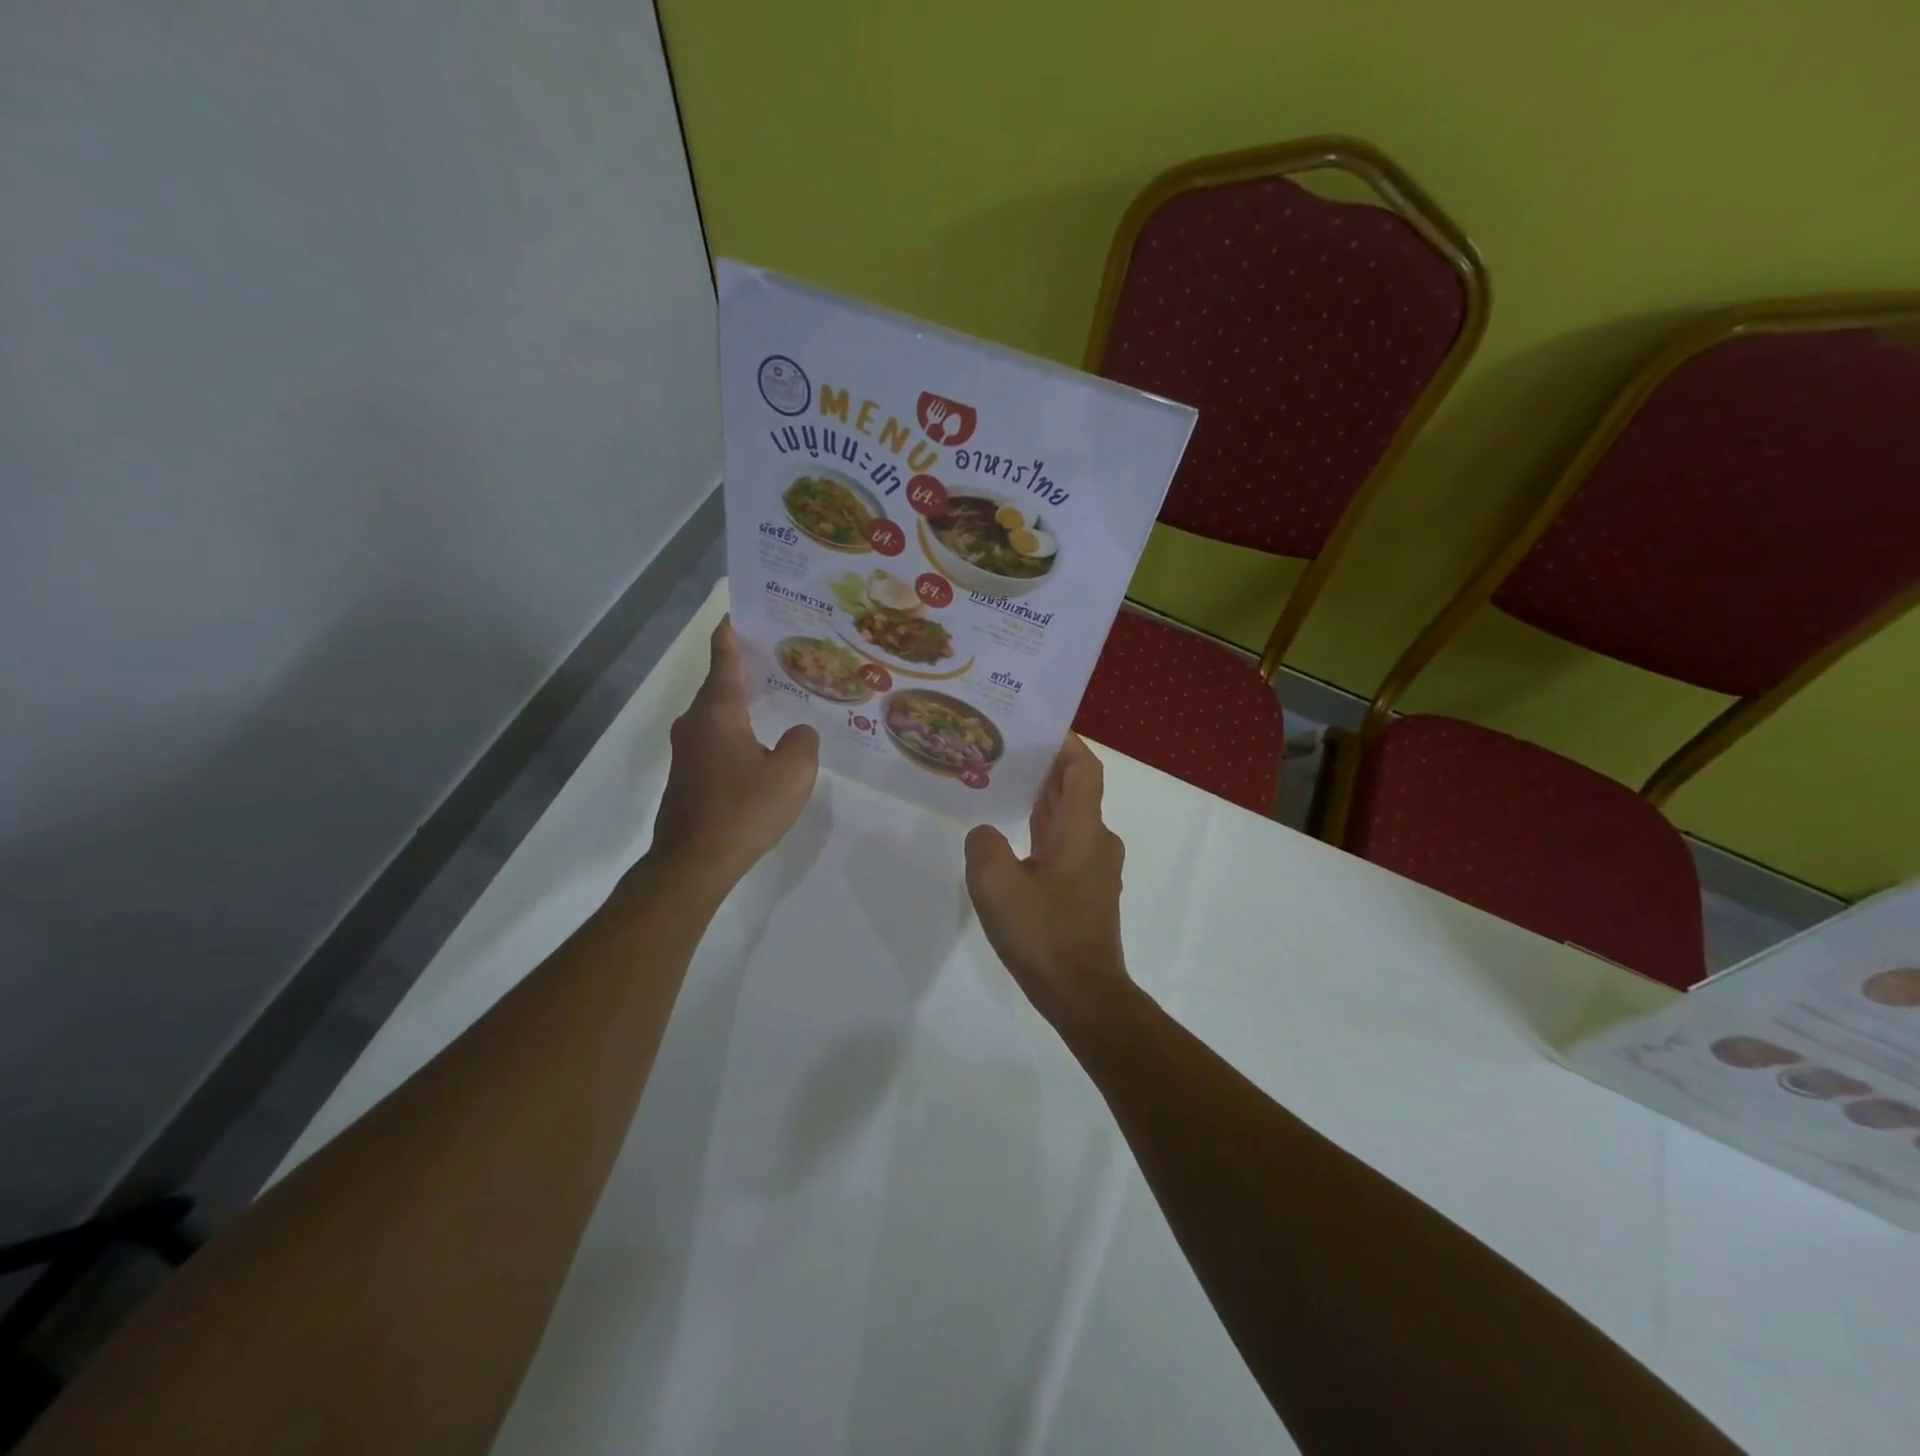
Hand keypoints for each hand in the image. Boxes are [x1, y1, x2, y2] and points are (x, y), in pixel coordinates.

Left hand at [649, 619, 818, 892]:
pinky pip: (716, 737)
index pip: (724, 657)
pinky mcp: (688, 774)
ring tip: (778, 697)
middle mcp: (696, 722)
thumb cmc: (744, 810)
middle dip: (747, 667)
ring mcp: (687, 749)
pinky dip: (738, 729)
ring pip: (718, 713)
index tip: (740, 610)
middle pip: (721, 683)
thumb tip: (798, 732)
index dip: (732, 632)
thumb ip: (804, 741)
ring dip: (743, 701)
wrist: (694, 862)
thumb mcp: (793, 773)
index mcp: (719, 711)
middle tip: (782, 655)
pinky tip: (762, 743)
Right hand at [964, 735, 1131, 1026]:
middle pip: (1074, 790)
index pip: (1083, 768)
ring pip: (1069, 820)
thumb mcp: (995, 883)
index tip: (1036, 726)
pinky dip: (1042, 833)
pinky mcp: (1087, 892)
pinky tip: (1011, 842)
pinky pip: (1065, 847)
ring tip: (1000, 789)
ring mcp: (1095, 868)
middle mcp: (1096, 840)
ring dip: (1041, 801)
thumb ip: (984, 845)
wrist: (1083, 995)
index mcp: (1082, 828)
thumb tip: (986, 835)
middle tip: (1003, 753)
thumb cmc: (1044, 933)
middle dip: (1043, 769)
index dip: (1065, 742)